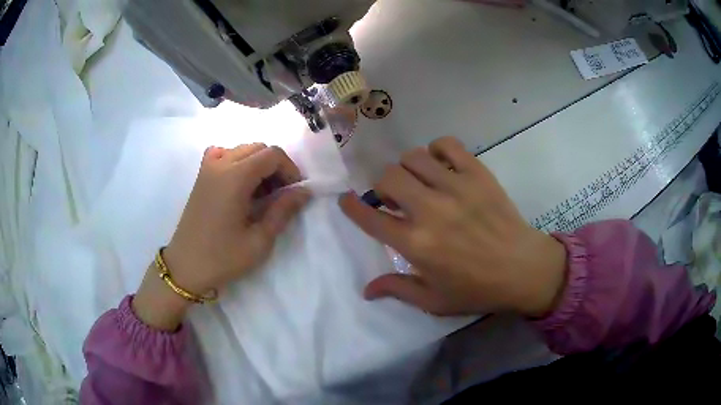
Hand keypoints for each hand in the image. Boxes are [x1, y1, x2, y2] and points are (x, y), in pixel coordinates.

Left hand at [133, 144, 309, 330]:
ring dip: (258, 164)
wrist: (185, 267)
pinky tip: (238, 181)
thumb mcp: (259, 241)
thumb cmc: (223, 258)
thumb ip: (283, 211)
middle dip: (276, 166)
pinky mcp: (201, 176)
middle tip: (281, 194)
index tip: (294, 192)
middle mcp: (220, 164)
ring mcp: (207, 168)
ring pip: (242, 150)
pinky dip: (236, 161)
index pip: (272, 154)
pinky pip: (222, 154)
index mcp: (235, 177)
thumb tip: (305, 191)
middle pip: (258, 148)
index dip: (290, 169)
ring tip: (261, 192)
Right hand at [339, 137, 566, 317]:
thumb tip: (366, 290)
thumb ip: (398, 290)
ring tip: (419, 182)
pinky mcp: (477, 174)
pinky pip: (448, 145)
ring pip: (413, 157)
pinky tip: (442, 166)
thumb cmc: (477, 289)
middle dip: (384, 187)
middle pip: (389, 177)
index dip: (352, 207)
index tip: (347, 200)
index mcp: (416, 244)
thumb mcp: (434, 301)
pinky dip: (438, 151)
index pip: (371, 218)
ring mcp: (455, 187)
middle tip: (395, 199)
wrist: (523, 269)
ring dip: (408, 169)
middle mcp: (430, 210)